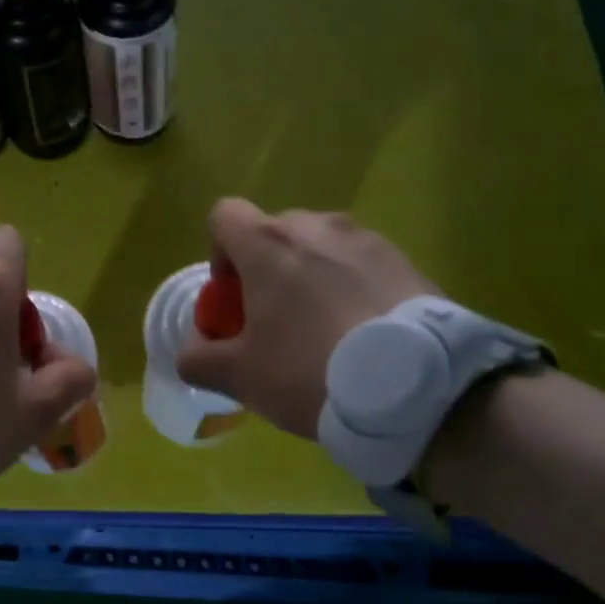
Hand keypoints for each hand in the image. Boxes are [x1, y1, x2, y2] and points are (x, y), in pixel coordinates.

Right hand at [177, 199, 438, 437]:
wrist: (414, 387)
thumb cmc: (310, 371)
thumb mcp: (240, 377)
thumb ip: (199, 359)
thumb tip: (190, 352)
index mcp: (268, 244)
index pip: (224, 215)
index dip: (219, 252)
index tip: (234, 297)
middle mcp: (315, 226)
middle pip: (275, 232)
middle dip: (267, 269)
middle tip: (278, 322)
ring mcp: (365, 239)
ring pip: (320, 247)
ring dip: (311, 276)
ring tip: (327, 330)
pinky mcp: (404, 259)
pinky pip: (360, 264)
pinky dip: (351, 286)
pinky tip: (364, 334)